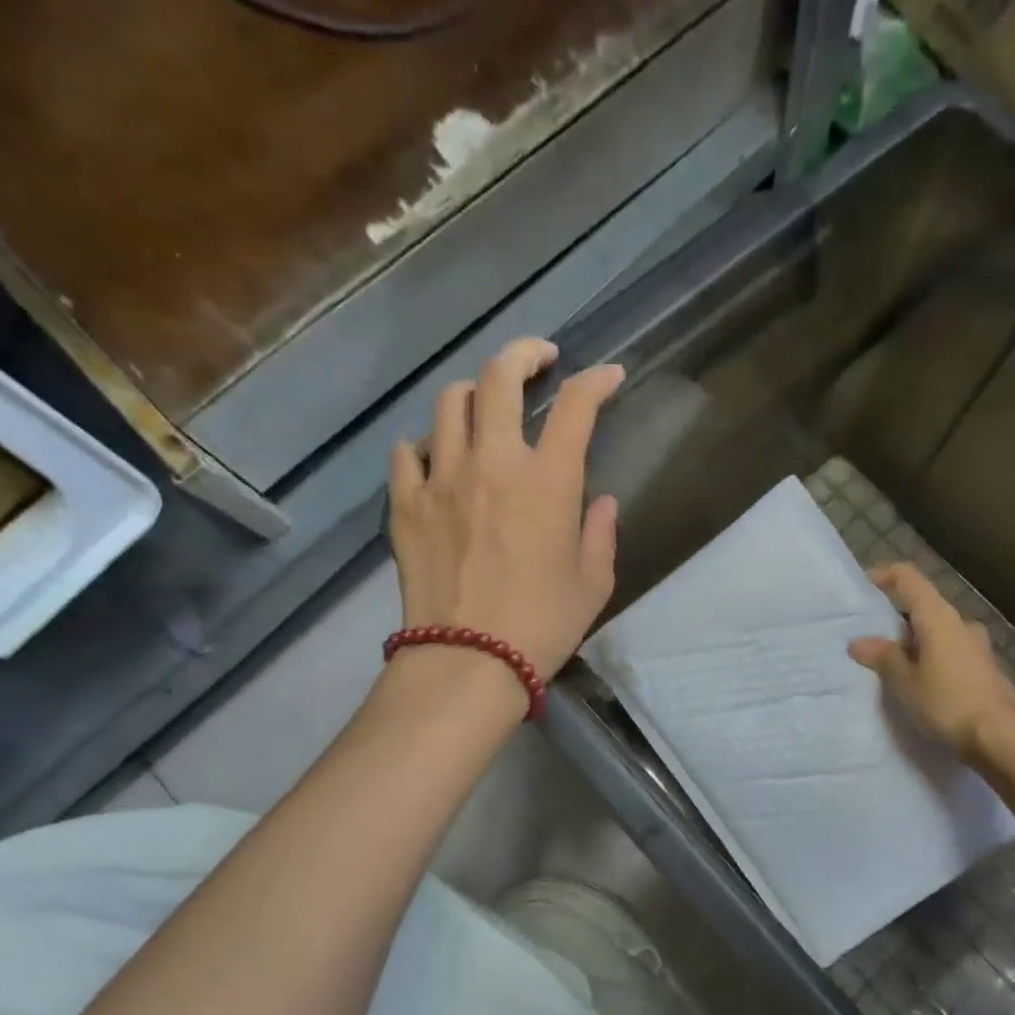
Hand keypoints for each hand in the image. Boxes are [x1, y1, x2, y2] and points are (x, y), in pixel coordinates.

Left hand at [389, 338, 623, 678]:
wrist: (468, 661)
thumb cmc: (542, 626)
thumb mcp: (593, 584)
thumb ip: (601, 534)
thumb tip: (603, 502)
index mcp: (548, 482)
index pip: (575, 407)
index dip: (596, 382)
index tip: (609, 376)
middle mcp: (492, 464)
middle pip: (499, 377)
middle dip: (524, 353)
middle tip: (539, 359)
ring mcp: (441, 479)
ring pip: (449, 403)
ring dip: (473, 393)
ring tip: (485, 406)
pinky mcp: (405, 505)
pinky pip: (407, 452)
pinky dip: (425, 444)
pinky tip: (436, 457)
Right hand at [849, 563, 1014, 759]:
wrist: (997, 738)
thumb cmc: (946, 702)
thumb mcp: (905, 682)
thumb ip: (883, 657)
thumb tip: (859, 642)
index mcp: (939, 618)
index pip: (909, 578)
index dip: (885, 575)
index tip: (865, 586)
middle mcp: (962, 624)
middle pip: (924, 608)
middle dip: (898, 622)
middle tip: (874, 644)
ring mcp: (979, 646)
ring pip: (939, 633)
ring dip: (917, 644)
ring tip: (896, 670)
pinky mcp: (987, 669)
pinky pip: (953, 654)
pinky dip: (934, 661)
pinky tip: (924, 687)